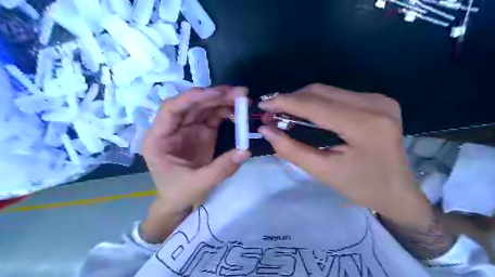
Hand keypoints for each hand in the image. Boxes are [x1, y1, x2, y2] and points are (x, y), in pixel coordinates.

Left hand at [142, 88, 251, 213]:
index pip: (171, 109)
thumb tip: (245, 151)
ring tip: (243, 98)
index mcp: (158, 138)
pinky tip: (237, 111)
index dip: (193, 98)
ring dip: (222, 100)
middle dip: (214, 96)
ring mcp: (187, 128)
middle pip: (191, 104)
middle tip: (239, 93)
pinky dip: (225, 111)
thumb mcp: (198, 184)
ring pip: (203, 107)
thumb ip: (221, 168)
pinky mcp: (200, 131)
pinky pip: (212, 116)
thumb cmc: (180, 192)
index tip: (217, 94)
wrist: (179, 199)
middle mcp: (172, 128)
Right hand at [257, 84, 431, 228]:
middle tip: (271, 113)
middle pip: (321, 92)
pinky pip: (337, 95)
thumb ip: (292, 150)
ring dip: (302, 100)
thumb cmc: (361, 187)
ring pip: (327, 91)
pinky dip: (316, 102)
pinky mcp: (376, 101)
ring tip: (284, 114)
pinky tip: (305, 113)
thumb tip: (266, 130)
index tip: (263, 104)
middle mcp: (375, 104)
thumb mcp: (323, 171)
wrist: (397, 191)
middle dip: (291, 100)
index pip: (316, 106)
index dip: (285, 103)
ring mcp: (378, 99)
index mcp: (366, 125)